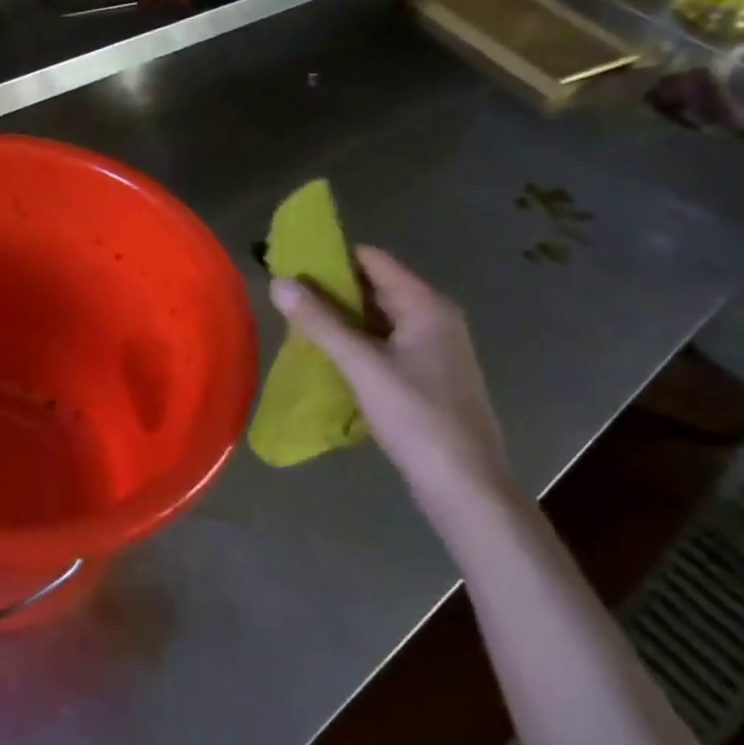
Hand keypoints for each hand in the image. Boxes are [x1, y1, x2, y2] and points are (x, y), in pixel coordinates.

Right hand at [270, 247, 511, 509]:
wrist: (466, 486)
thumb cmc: (417, 417)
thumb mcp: (362, 366)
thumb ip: (319, 322)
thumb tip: (277, 281)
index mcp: (426, 305)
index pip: (372, 260)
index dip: (331, 257)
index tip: (290, 265)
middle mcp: (434, 318)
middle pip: (374, 287)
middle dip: (330, 289)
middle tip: (285, 297)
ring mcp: (433, 349)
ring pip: (376, 318)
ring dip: (339, 318)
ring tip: (295, 323)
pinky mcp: (426, 376)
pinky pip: (383, 343)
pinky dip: (354, 342)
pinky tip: (326, 355)